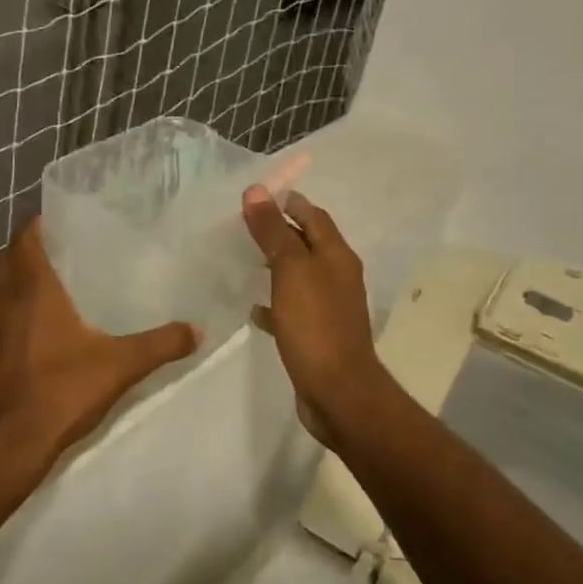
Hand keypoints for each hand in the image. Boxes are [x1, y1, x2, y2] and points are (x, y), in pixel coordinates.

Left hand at [0, 217, 199, 474]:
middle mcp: (1, 305)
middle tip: (60, 254)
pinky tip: (31, 347)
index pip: (25, 239)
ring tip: (49, 299)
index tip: (57, 219)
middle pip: (7, 263)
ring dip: (17, 290)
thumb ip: (160, 345)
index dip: (37, 224)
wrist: (6, 448)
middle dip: (27, 252)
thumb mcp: (120, 367)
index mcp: (32, 292)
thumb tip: (198, 329)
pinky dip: (9, 326)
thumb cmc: (61, 393)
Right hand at [241, 185, 388, 446]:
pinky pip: (292, 309)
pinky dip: (274, 303)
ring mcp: (329, 308)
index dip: (288, 202)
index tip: (257, 195)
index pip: (313, 216)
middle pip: (308, 244)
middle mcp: (338, 277)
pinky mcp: (317, 335)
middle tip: (244, 225)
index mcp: (337, 256)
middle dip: (280, 232)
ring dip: (276, 266)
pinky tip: (253, 308)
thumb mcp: (291, 271)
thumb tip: (257, 191)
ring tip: (244, 260)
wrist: (338, 392)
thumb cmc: (316, 326)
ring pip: (299, 276)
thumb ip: (274, 232)